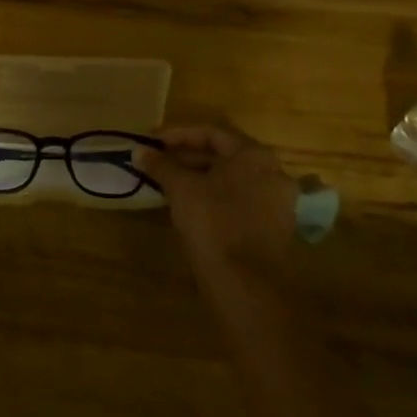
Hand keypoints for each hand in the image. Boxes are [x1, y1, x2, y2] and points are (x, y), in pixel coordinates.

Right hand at [141, 124, 297, 282]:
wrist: (245, 282)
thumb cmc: (213, 222)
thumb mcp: (180, 188)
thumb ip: (161, 164)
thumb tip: (139, 151)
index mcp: (255, 156)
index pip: (211, 133)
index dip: (176, 135)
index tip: (150, 142)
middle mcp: (273, 173)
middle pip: (224, 156)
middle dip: (186, 157)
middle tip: (156, 162)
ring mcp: (278, 202)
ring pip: (231, 180)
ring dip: (199, 177)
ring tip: (167, 183)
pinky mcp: (274, 227)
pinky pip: (239, 200)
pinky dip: (214, 196)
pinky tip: (189, 205)